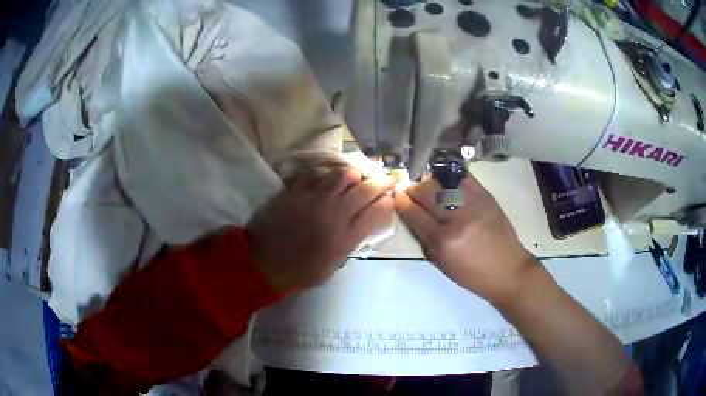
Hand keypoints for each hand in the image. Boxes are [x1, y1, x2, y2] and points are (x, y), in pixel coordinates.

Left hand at [247, 167, 394, 293]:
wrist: (265, 262)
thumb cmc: (301, 271)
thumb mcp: (334, 265)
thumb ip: (352, 241)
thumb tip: (364, 221)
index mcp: (345, 237)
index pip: (378, 210)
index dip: (388, 203)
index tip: (390, 200)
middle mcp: (334, 213)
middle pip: (366, 188)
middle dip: (383, 182)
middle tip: (388, 179)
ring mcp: (314, 198)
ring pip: (343, 174)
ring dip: (355, 175)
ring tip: (356, 179)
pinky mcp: (296, 190)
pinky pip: (319, 173)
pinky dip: (329, 174)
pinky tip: (330, 179)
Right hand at [394, 175, 535, 304]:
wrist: (508, 270)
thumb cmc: (472, 275)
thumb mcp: (442, 264)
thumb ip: (425, 238)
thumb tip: (412, 214)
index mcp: (443, 242)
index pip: (413, 214)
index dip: (401, 202)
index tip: (397, 197)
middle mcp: (457, 219)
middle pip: (426, 192)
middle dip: (413, 190)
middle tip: (411, 192)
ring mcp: (473, 204)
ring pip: (443, 181)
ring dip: (431, 182)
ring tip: (429, 187)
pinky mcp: (486, 196)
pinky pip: (463, 177)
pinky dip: (451, 177)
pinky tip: (446, 180)